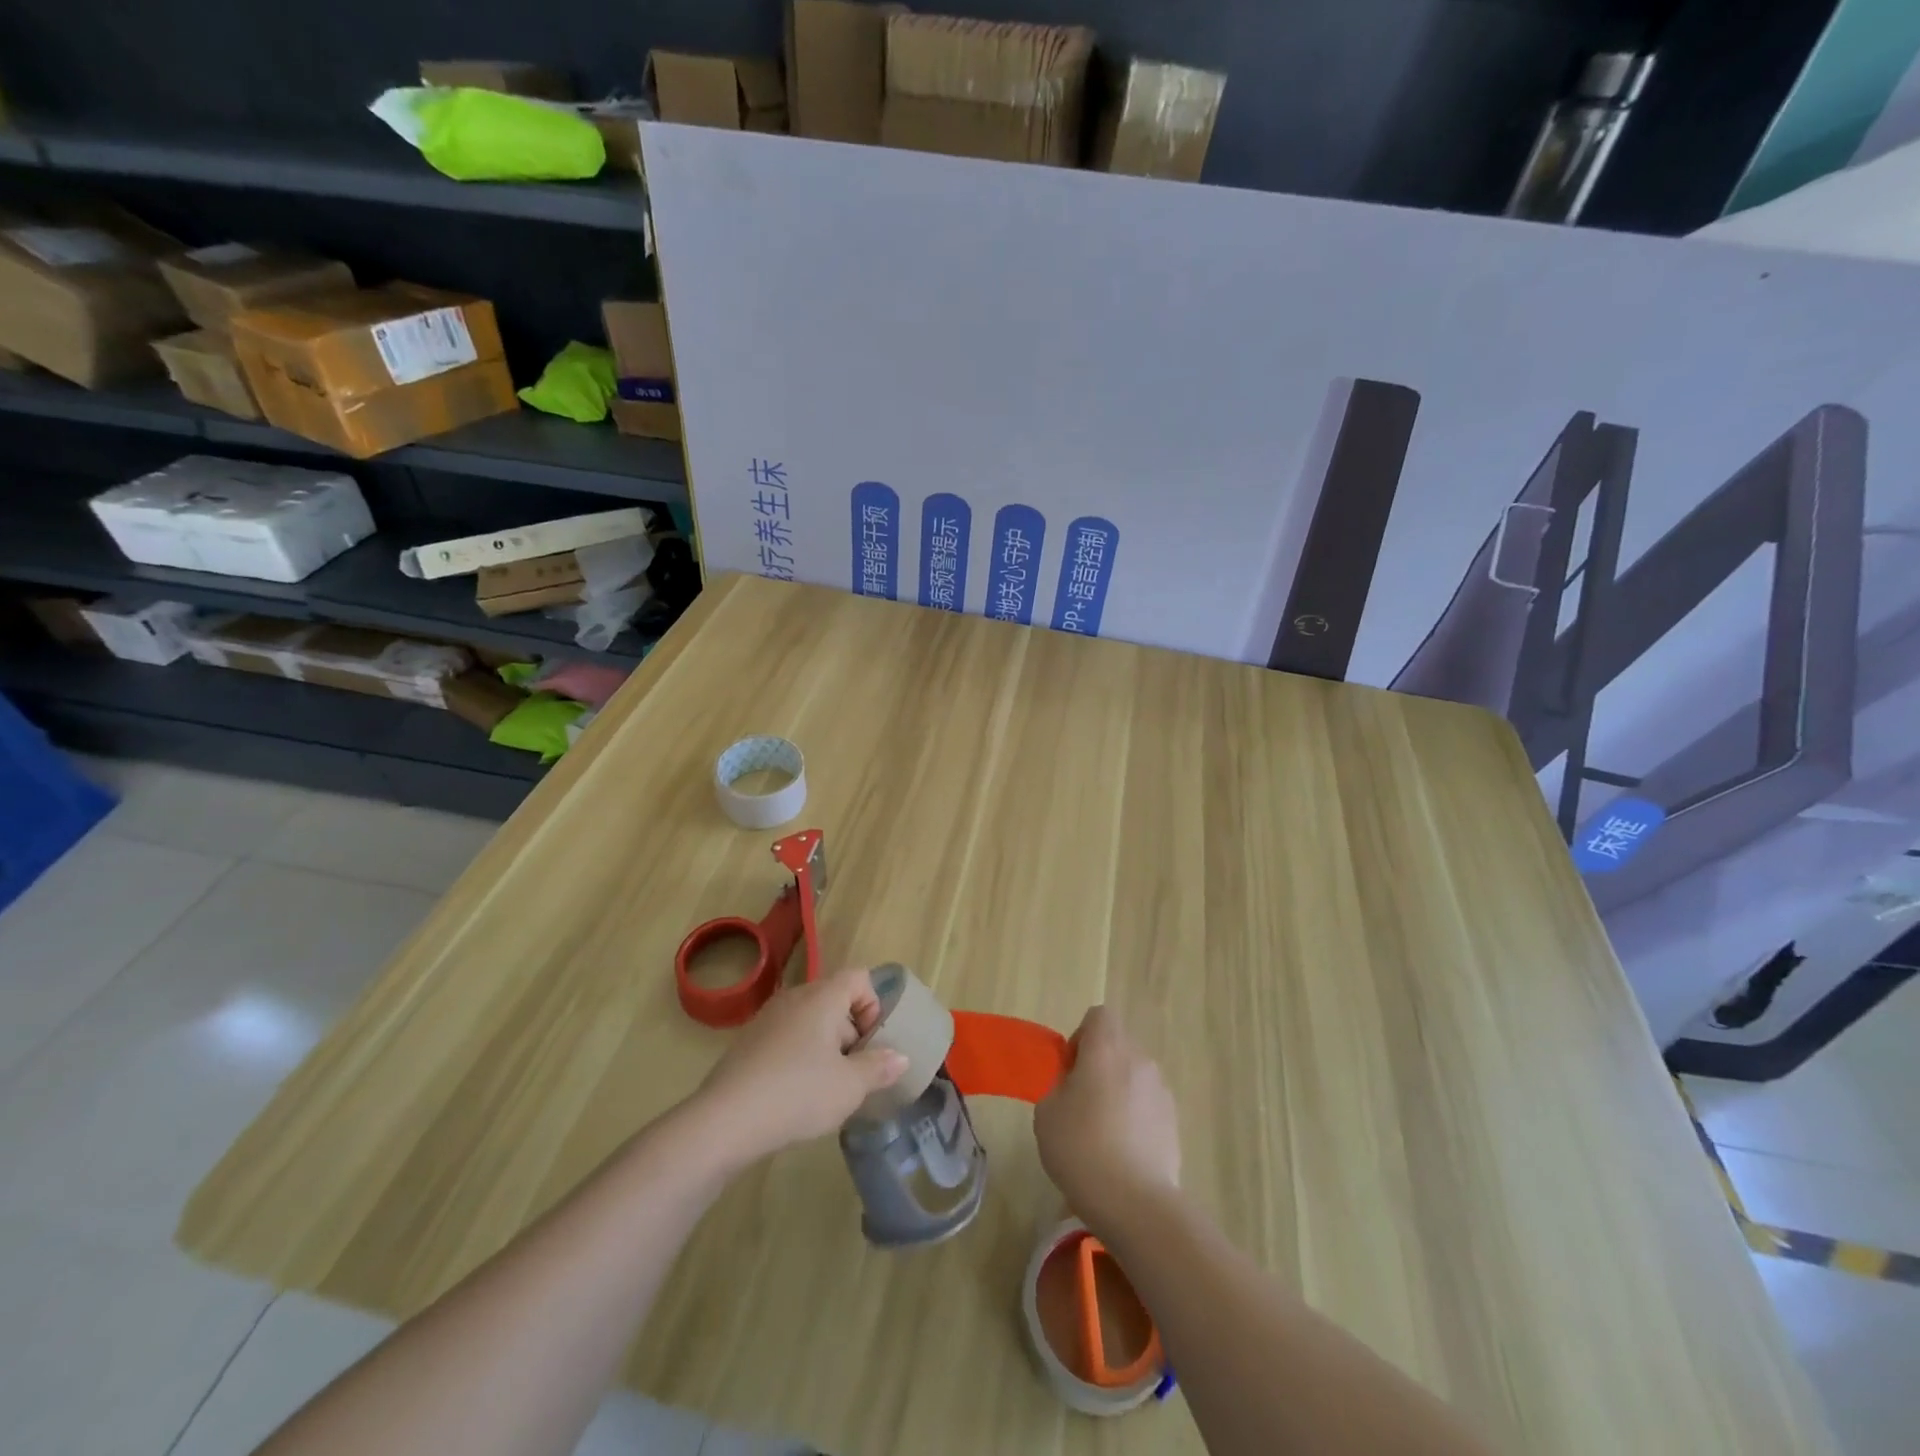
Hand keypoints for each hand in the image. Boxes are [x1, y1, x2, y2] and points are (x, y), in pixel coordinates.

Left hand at [693, 968, 907, 1168]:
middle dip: (851, 1032)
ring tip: (827, 1088)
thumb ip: (878, 1068)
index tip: (871, 1043)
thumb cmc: (798, 1094)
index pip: (858, 977)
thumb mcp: (849, 1087)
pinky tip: (795, 1095)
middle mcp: (794, 998)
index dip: (873, 1005)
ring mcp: (767, 1019)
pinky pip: (786, 1038)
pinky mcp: (747, 1043)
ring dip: (826, 1047)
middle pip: (835, 1000)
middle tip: (854, 1073)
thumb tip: (900, 1057)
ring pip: (810, 1021)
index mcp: (822, 998)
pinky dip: (799, 1057)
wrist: (724, 1121)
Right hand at [1034, 1006, 1179, 1231]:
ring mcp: (1162, 1090)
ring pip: (1135, 1075)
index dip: (1081, 1037)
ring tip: (1103, 1133)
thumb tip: (1075, 1086)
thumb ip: (1059, 1085)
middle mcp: (1139, 1059)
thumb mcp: (1047, 1112)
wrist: (1135, 1202)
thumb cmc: (1081, 1147)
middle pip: (1118, 1045)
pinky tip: (1123, 1153)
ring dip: (1119, 1091)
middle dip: (1100, 1065)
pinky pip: (1148, 1104)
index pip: (1099, 1016)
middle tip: (1081, 1103)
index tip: (1070, 1071)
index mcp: (1106, 1048)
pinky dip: (1136, 1117)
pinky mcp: (1174, 1121)